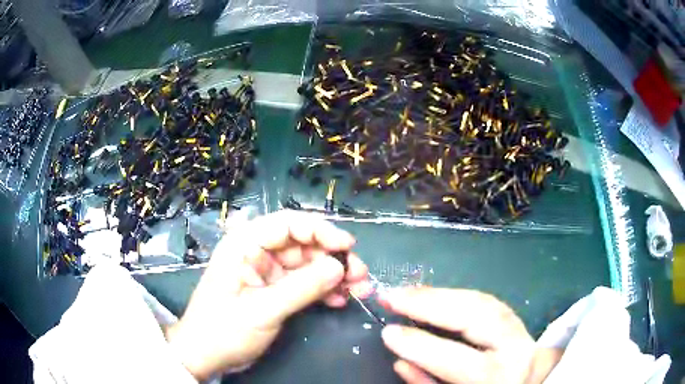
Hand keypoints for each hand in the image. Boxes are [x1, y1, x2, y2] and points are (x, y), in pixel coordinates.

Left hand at [166, 210, 370, 379]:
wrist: (205, 355)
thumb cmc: (224, 330)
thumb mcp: (262, 310)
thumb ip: (301, 288)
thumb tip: (339, 267)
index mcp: (245, 245)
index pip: (287, 224)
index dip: (320, 230)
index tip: (348, 246)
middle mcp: (257, 252)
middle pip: (302, 244)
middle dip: (333, 257)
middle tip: (360, 274)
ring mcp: (267, 272)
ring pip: (307, 264)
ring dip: (333, 275)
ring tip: (359, 288)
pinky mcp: (273, 290)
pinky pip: (304, 283)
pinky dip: (323, 290)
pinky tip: (339, 300)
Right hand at [379, 287, 563, 383]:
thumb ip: (428, 383)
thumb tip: (401, 360)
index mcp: (498, 377)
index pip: (458, 359)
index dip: (421, 345)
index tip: (389, 331)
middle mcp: (516, 348)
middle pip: (477, 316)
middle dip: (431, 303)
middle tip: (392, 296)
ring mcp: (520, 329)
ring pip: (482, 301)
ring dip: (440, 294)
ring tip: (407, 292)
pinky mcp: (516, 318)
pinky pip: (485, 300)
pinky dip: (455, 295)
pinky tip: (432, 294)